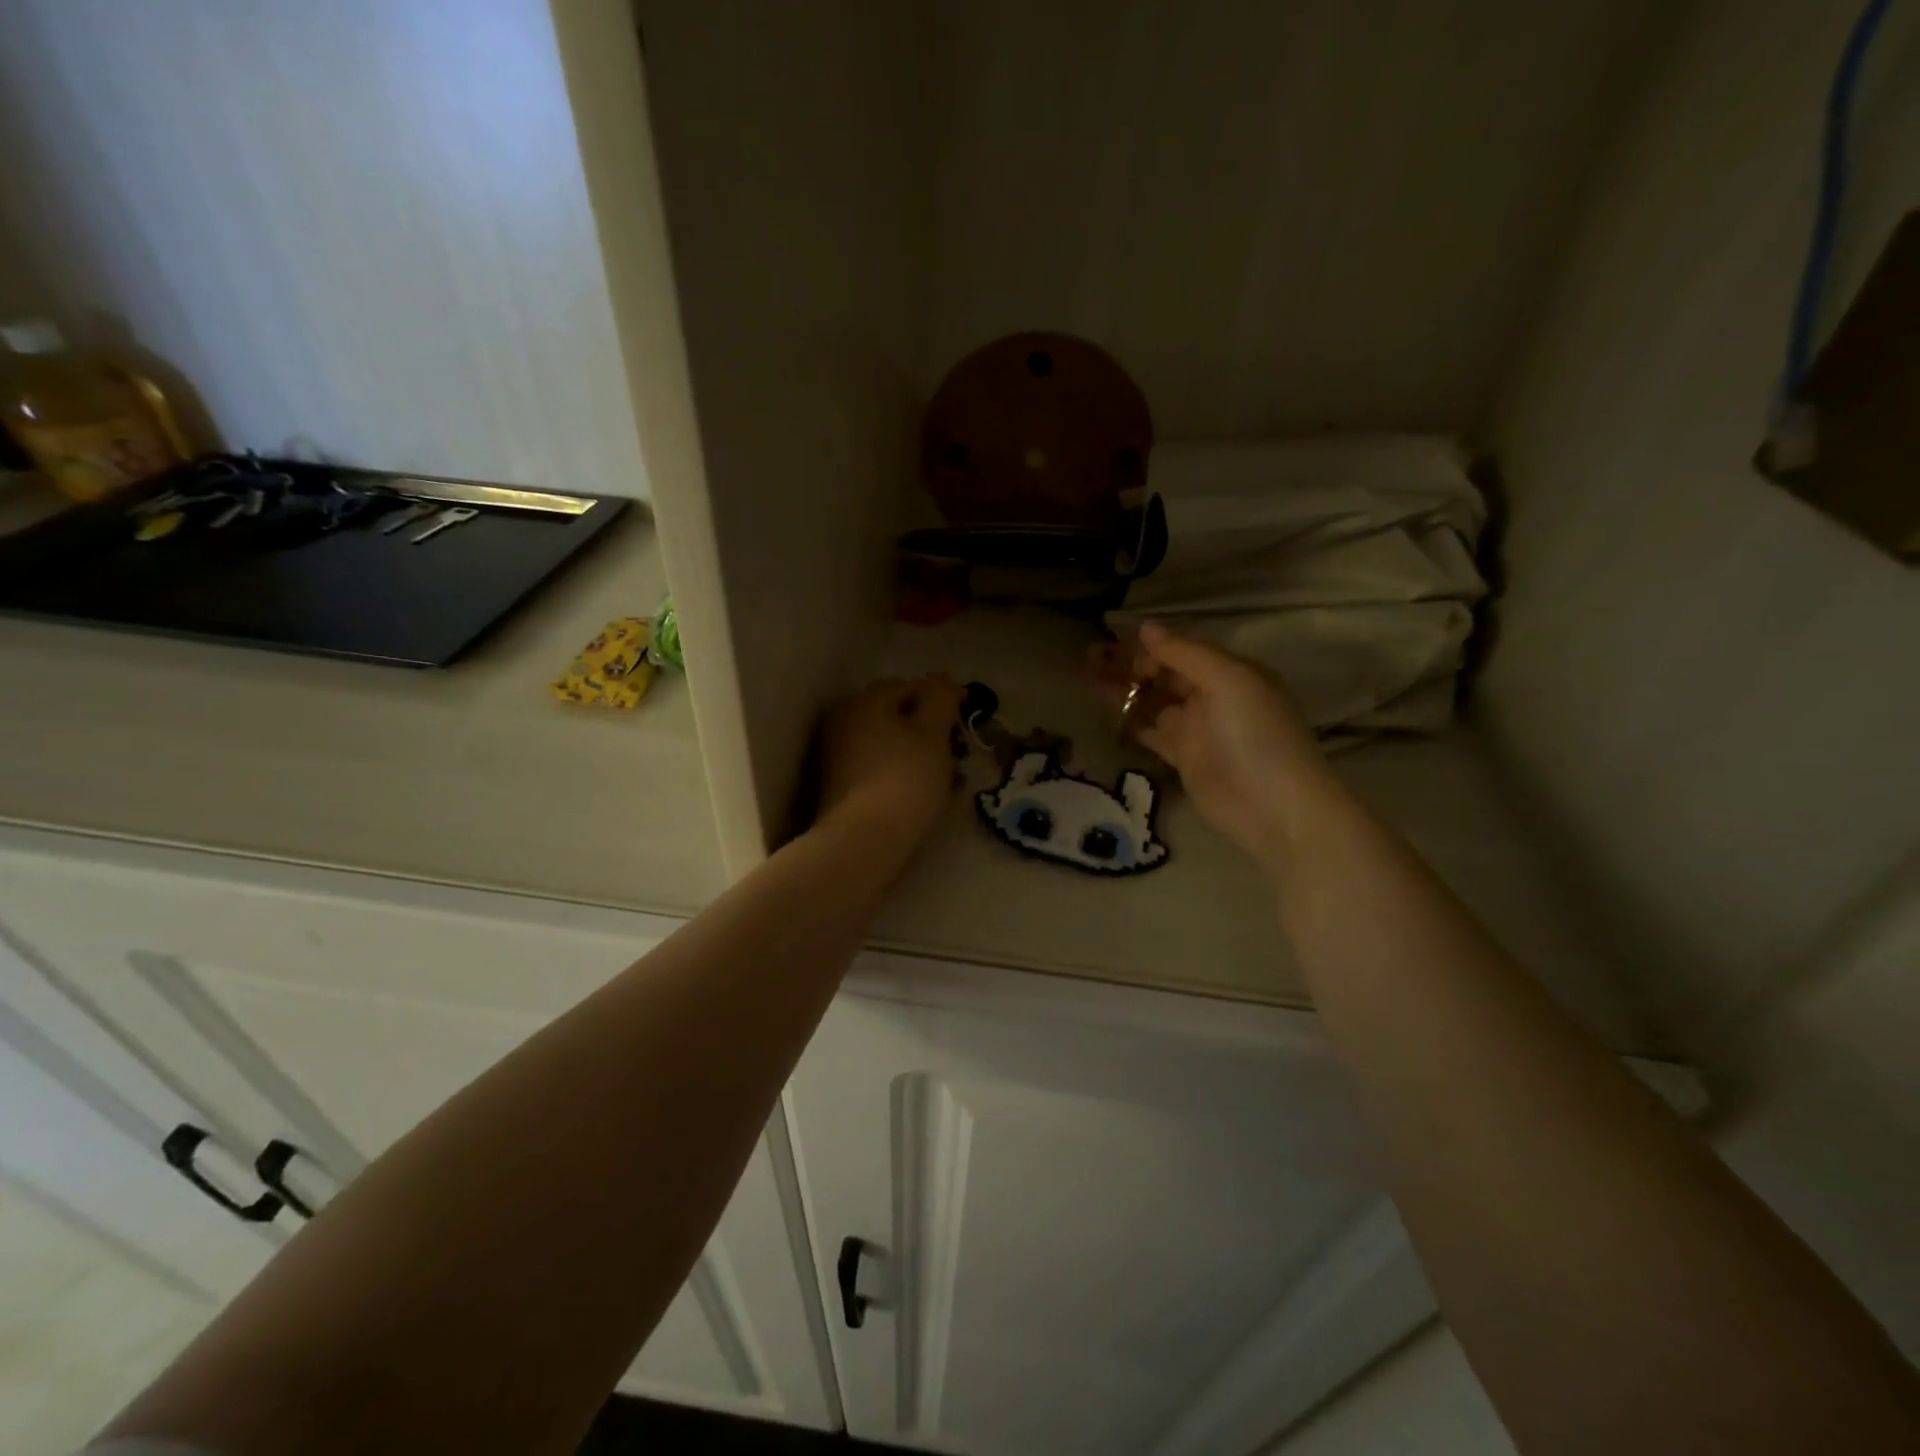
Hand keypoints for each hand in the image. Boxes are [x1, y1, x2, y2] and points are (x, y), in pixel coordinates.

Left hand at [816, 675, 963, 851]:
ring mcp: (838, 757)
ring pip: (890, 744)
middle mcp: (844, 722)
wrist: (862, 844)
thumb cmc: (903, 780)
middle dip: (930, 727)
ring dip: (919, 753)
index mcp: (863, 702)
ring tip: (948, 775)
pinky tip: (924, 792)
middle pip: (897, 715)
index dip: (944, 696)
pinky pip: (880, 769)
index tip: (970, 712)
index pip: (911, 686)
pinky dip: (903, 773)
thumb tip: (942, 680)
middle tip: (958, 746)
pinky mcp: (841, 789)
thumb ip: (940, 699)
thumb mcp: (932, 733)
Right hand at [1102, 624, 1339, 865]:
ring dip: (1123, 689)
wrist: (1273, 807)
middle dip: (1129, 664)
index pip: (1182, 650)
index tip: (1114, 643)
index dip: (1149, 646)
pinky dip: (1130, 720)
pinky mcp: (1182, 758)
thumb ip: (1185, 653)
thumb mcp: (1228, 680)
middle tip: (1089, 656)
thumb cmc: (1256, 734)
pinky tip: (1105, 711)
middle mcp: (1212, 696)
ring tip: (1086, 677)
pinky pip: (1150, 731)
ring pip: (1152, 701)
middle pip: (1164, 674)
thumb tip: (1146, 627)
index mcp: (1230, 672)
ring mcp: (1196, 729)